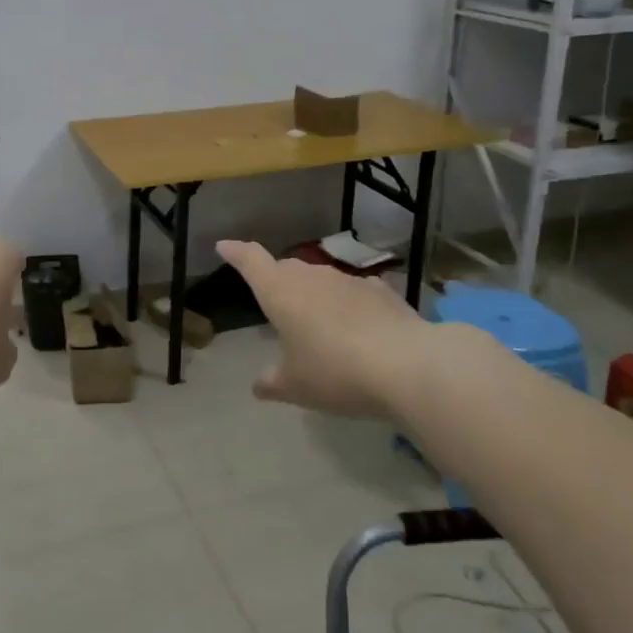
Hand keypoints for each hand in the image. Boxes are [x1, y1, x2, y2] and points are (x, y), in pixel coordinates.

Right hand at [218, 241, 437, 419]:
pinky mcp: (382, 291)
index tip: (224, 246)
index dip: (236, 252)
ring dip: (315, 294)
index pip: (251, 261)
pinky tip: (358, 324)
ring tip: (318, 321)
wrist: (408, 366)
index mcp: (280, 292)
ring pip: (321, 279)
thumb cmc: (335, 372)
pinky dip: (349, 303)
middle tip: (275, 302)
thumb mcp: (295, 386)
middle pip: (286, 269)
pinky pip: (355, 291)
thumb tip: (258, 386)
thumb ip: (272, 383)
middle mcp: (312, 277)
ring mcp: (349, 281)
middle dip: (277, 280)